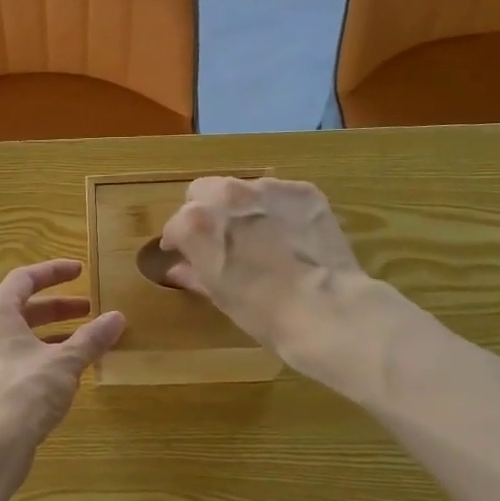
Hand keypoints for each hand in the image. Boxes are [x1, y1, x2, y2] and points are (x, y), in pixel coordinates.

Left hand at [0, 260, 125, 453]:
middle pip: (23, 308)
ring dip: (52, 335)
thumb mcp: (65, 362)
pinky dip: (43, 357)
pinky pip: (18, 361)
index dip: (54, 272)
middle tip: (90, 308)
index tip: (81, 270)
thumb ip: (91, 338)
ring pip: (21, 337)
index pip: (24, 279)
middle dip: (58, 307)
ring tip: (85, 340)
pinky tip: (67, 373)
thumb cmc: (24, 392)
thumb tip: (118, 318)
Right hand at [159, 177, 374, 374]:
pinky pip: (280, 195)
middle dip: (205, 210)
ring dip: (243, 208)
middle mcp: (227, 195)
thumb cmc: (261, 311)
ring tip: (260, 236)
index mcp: (196, 223)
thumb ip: (194, 272)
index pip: (176, 225)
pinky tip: (291, 235)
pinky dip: (279, 210)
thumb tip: (179, 268)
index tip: (185, 255)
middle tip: (220, 238)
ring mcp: (268, 189)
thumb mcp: (219, 295)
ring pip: (243, 189)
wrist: (324, 309)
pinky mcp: (303, 191)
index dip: (179, 242)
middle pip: (203, 191)